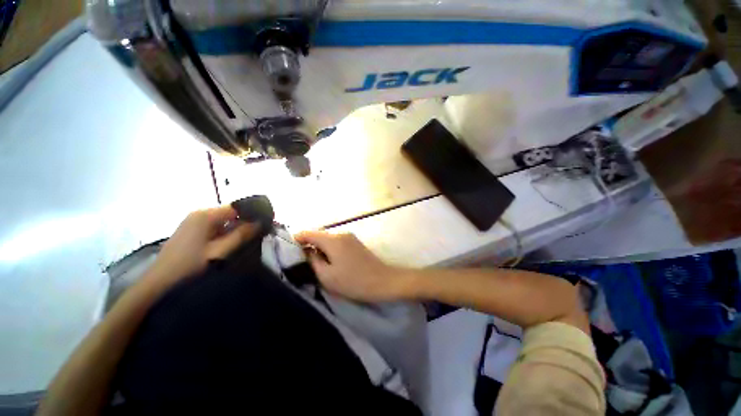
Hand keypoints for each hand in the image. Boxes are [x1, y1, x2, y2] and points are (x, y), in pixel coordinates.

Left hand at [145, 206, 259, 289]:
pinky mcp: (190, 231)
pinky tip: (227, 245)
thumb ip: (241, 235)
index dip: (251, 215)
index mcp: (205, 215)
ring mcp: (192, 222)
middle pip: (229, 214)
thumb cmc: (190, 265)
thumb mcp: (219, 251)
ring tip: (243, 242)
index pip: (236, 208)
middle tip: (255, 236)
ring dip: (233, 230)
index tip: (263, 225)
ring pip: (222, 221)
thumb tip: (260, 222)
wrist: (158, 283)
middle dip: (242, 224)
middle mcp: (199, 214)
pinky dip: (223, 234)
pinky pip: (213, 227)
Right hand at [294, 231, 412, 301]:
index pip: (308, 233)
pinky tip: (327, 261)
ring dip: (318, 248)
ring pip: (327, 239)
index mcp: (333, 240)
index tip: (286, 251)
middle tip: (298, 260)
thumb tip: (304, 251)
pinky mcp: (355, 243)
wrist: (383, 281)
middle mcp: (341, 233)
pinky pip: (336, 242)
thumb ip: (312, 261)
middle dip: (306, 245)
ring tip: (311, 263)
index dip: (295, 240)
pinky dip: (328, 249)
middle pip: (318, 235)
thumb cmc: (354, 281)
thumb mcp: (327, 276)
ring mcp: (350, 237)